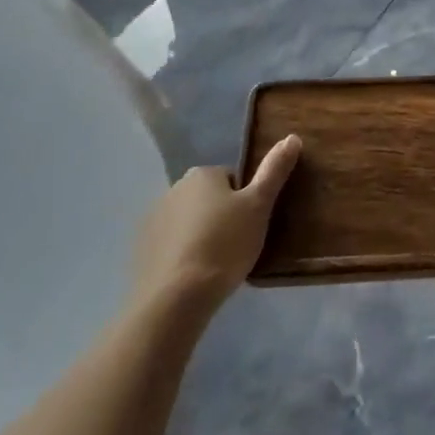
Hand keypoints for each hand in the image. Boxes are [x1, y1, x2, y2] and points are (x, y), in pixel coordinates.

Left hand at [133, 135, 301, 312]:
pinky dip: (182, 254)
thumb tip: (292, 137)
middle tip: (237, 245)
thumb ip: (274, 171)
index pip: (232, 180)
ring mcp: (154, 219)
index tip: (251, 226)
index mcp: (202, 174)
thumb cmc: (224, 245)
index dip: (245, 203)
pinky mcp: (142, 249)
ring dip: (201, 235)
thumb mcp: (259, 206)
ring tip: (216, 264)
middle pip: (209, 199)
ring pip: (189, 222)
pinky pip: (171, 244)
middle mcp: (174, 188)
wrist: (176, 297)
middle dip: (222, 217)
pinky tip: (193, 276)